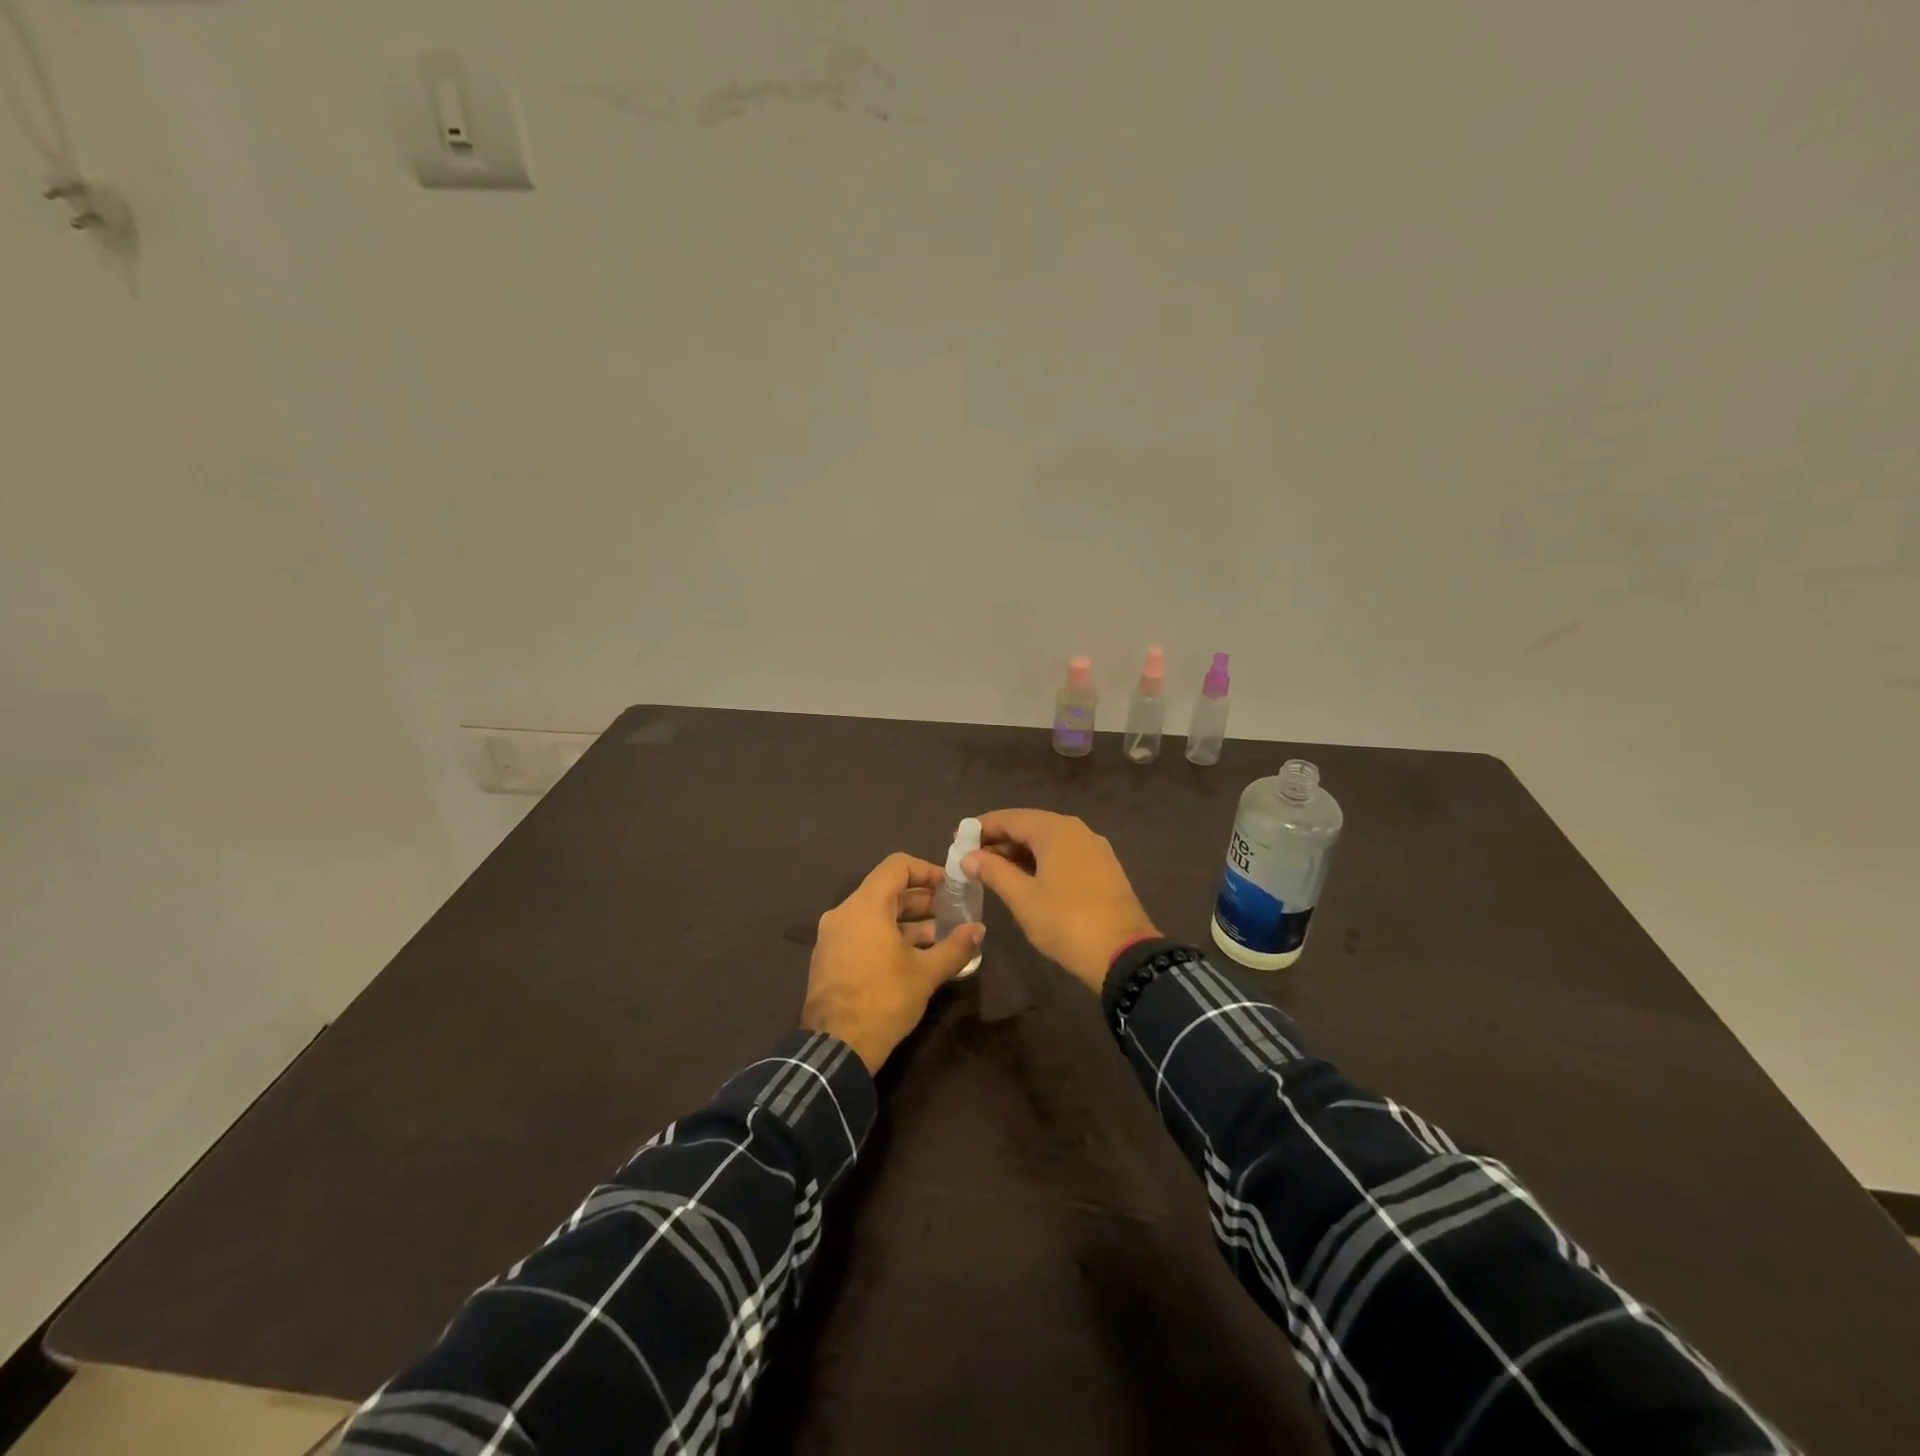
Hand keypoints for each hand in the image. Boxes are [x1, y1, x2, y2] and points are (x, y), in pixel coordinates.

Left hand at [801, 852, 983, 1073]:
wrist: (836, 1049)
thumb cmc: (884, 1000)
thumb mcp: (926, 973)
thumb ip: (955, 946)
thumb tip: (979, 930)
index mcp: (865, 906)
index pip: (897, 866)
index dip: (926, 870)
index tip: (949, 887)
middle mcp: (844, 913)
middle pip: (886, 890)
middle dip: (921, 900)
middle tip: (950, 914)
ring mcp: (832, 937)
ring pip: (874, 915)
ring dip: (906, 922)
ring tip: (937, 938)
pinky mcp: (828, 959)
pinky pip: (861, 934)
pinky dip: (886, 936)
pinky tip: (911, 958)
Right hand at [963, 810, 1158, 993]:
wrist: (1123, 954)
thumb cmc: (1065, 921)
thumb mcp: (1022, 898)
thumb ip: (993, 872)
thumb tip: (969, 857)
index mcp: (1055, 830)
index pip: (1010, 818)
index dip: (981, 827)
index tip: (957, 839)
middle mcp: (1077, 830)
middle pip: (1030, 826)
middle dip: (1000, 840)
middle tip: (972, 858)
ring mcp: (1094, 848)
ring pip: (1048, 841)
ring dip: (1020, 852)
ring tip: (993, 871)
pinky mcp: (1104, 868)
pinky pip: (1065, 854)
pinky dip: (1041, 861)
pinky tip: (1026, 879)